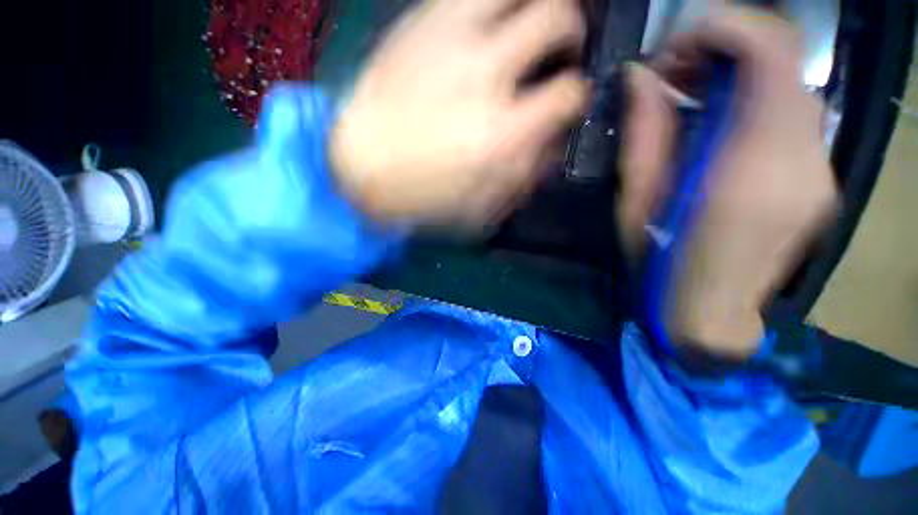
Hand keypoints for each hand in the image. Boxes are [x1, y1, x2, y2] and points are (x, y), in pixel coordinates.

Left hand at [331, 0, 587, 227]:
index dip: (578, 95)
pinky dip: (490, 3)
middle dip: (571, 31)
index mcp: (501, 133)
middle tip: (561, 47)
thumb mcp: (482, 207)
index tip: (568, 100)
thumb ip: (525, 175)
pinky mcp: (416, 22)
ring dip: (534, 1)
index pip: (569, 92)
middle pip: (557, 16)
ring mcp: (448, 37)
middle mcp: (484, 74)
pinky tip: (489, 21)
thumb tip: (553, 141)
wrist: (358, 171)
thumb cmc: (422, 199)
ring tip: (531, 21)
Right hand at [619, 8, 838, 358]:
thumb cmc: (659, 261)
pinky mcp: (819, 178)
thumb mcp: (634, 201)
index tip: (676, 49)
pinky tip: (719, 127)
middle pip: (786, 59)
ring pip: (791, 85)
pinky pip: (793, 115)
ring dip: (740, 75)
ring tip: (692, 100)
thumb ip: (643, 133)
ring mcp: (820, 168)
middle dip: (726, 48)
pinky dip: (755, 101)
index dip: (724, 28)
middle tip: (676, 76)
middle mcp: (803, 158)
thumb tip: (639, 76)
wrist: (708, 312)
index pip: (771, 52)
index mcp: (750, 167)